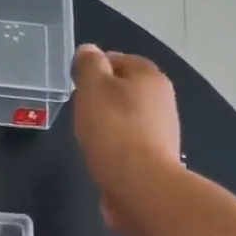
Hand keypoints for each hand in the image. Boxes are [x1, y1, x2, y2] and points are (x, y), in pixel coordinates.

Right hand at [71, 44, 182, 234]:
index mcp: (149, 76)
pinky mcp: (155, 156)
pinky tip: (100, 154)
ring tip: (87, 134)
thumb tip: (88, 50)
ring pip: (128, 115)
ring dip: (108, 121)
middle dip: (102, 96)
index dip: (94, 67)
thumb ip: (89, 66)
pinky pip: (129, 141)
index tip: (74, 84)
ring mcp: (161, 129)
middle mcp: (161, 98)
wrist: (140, 185)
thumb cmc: (113, 131)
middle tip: (78, 109)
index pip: (118, 59)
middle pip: (125, 88)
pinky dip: (114, 143)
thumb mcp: (93, 90)